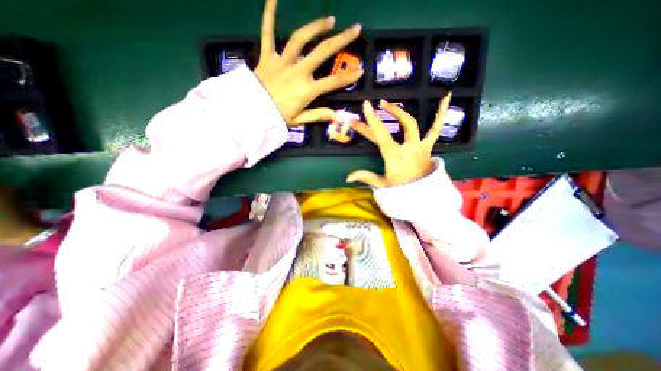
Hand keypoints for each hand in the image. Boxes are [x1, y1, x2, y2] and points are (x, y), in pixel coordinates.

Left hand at [255, 0, 362, 125]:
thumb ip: (318, 115)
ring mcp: (282, 62)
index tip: (360, 70)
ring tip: (329, 19)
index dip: (348, 77)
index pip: (332, 82)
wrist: (251, 113)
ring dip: (316, 26)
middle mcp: (297, 72)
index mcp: (307, 90)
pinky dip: (269, 15)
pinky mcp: (267, 56)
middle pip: (322, 52)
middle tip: (355, 29)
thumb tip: (337, 117)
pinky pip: (267, 33)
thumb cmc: (277, 118)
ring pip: (300, 39)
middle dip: (341, 40)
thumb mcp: (300, 120)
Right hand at [348, 95, 452, 187]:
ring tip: (395, 100)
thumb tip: (348, 177)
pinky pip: (436, 128)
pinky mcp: (428, 146)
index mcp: (395, 155)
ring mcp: (420, 145)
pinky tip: (446, 97)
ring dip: (403, 111)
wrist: (422, 194)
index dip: (373, 121)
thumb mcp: (382, 184)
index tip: (366, 105)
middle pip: (399, 126)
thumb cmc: (401, 189)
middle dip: (388, 113)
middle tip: (378, 104)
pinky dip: (441, 113)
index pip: (382, 135)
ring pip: (414, 124)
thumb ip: (366, 177)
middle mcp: (408, 147)